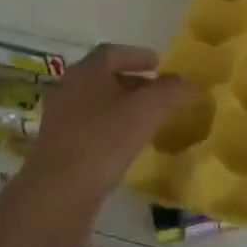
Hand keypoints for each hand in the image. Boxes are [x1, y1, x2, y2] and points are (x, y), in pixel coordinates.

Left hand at [15, 45, 191, 212]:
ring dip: (122, 107)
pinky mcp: (59, 148)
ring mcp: (60, 121)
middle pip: (103, 78)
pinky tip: (127, 146)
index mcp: (85, 72)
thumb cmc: (103, 141)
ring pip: (96, 105)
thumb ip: (170, 91)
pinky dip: (111, 129)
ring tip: (147, 120)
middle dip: (133, 82)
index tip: (159, 64)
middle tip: (158, 93)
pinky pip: (90, 129)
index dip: (137, 55)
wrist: (58, 194)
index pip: (112, 53)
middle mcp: (68, 90)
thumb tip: (187, 83)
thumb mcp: (146, 111)